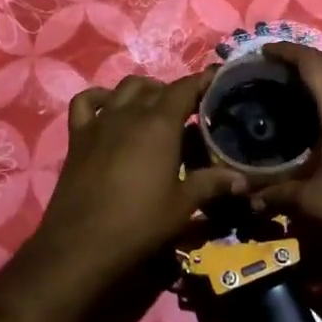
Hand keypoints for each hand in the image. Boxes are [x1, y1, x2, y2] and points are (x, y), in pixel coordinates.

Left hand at [35, 71, 243, 278]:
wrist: (82, 244)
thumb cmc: (139, 223)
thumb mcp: (182, 205)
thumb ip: (212, 184)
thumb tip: (243, 179)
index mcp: (160, 124)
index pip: (186, 88)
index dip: (203, 80)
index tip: (217, 78)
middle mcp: (130, 113)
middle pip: (157, 87)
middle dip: (176, 91)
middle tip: (190, 109)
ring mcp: (101, 121)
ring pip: (125, 88)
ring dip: (144, 90)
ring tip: (155, 107)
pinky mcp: (78, 135)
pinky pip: (87, 101)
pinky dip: (101, 97)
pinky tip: (109, 108)